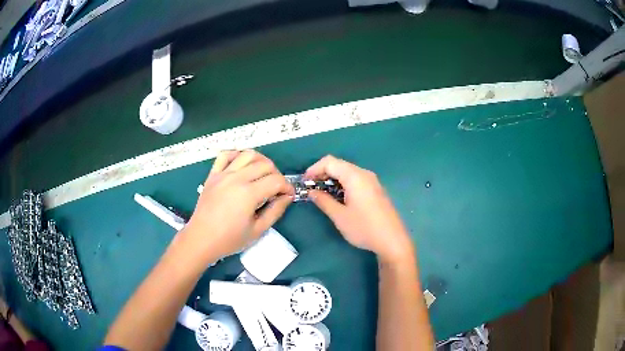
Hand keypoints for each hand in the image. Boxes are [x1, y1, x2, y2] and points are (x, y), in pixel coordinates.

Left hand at [183, 150, 293, 262]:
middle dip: (277, 174)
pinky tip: (242, 164)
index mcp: (248, 194)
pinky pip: (225, 155)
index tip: (288, 195)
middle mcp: (236, 178)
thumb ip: (275, 211)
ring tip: (263, 174)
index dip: (287, 186)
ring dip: (261, 161)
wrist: (201, 239)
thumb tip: (287, 197)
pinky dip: (236, 155)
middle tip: (276, 188)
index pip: (276, 180)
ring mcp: (223, 174)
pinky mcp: (213, 175)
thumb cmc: (229, 239)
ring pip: (248, 154)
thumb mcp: (257, 230)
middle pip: (265, 165)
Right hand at [305, 155, 413, 263]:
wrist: (392, 240)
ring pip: (347, 172)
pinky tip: (339, 197)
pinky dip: (343, 183)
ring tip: (322, 194)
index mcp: (355, 177)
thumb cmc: (364, 228)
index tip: (305, 182)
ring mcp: (372, 181)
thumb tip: (312, 192)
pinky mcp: (376, 189)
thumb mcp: (339, 216)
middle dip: (322, 173)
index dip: (314, 169)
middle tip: (311, 188)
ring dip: (333, 179)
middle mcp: (364, 174)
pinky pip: (356, 179)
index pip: (330, 162)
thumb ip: (323, 201)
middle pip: (339, 164)